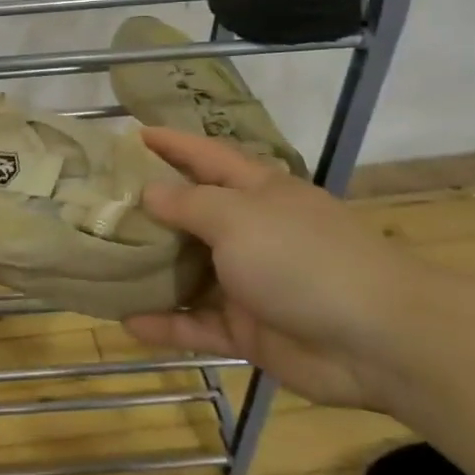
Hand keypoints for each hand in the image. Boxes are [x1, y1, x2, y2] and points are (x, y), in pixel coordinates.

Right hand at [121, 127, 441, 410]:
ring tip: (100, 263)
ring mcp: (249, 282)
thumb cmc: (302, 258)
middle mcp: (251, 232)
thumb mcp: (238, 217)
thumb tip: (149, 192)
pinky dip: (166, 324)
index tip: (133, 134)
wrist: (377, 340)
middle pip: (190, 215)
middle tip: (96, 206)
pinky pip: (196, 324)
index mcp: (257, 192)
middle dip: (148, 211)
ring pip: (187, 273)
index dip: (172, 143)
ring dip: (149, 271)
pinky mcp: (248, 330)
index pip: (206, 157)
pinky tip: (127, 321)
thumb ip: (189, 204)